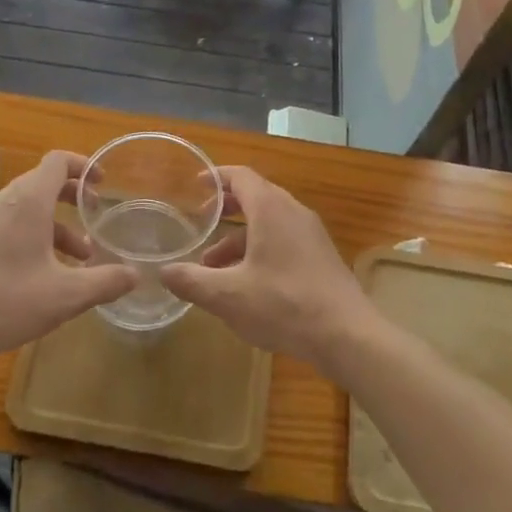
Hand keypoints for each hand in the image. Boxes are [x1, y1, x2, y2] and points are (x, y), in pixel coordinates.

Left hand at [0, 151, 137, 367]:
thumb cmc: (4, 300)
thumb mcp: (64, 295)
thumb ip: (104, 282)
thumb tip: (135, 274)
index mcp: (29, 201)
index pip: (58, 161)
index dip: (83, 165)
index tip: (103, 183)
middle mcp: (7, 202)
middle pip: (44, 181)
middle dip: (74, 195)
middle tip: (96, 214)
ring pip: (30, 207)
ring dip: (58, 223)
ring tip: (82, 257)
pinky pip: (15, 225)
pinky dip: (38, 237)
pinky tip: (50, 275)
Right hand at [159, 166, 372, 368]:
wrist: (347, 335)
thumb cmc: (284, 305)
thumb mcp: (228, 296)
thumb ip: (192, 281)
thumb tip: (163, 271)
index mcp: (271, 209)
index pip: (241, 176)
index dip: (217, 177)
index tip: (196, 184)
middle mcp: (293, 212)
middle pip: (256, 196)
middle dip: (227, 208)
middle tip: (202, 221)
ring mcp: (311, 234)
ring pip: (269, 223)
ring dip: (240, 237)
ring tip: (214, 267)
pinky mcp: (321, 256)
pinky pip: (284, 240)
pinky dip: (260, 249)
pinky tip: (247, 283)